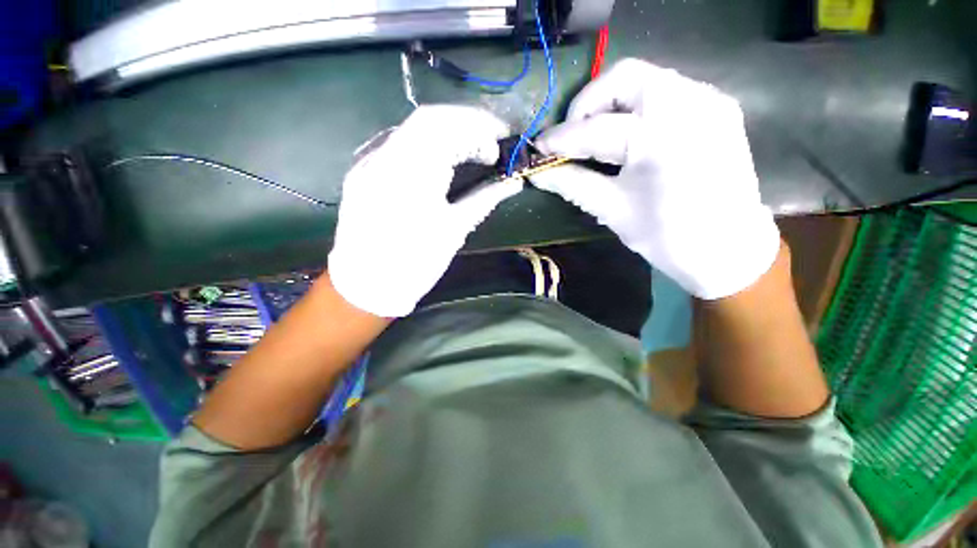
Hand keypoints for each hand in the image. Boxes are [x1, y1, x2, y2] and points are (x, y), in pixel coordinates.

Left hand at [328, 105, 518, 316]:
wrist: (367, 285)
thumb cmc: (415, 264)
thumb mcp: (454, 232)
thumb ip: (484, 200)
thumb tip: (512, 182)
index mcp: (409, 176)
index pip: (444, 126)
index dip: (477, 126)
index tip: (499, 142)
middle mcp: (383, 159)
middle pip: (427, 119)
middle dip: (464, 123)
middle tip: (490, 140)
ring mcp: (368, 163)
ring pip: (411, 129)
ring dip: (446, 133)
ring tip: (470, 149)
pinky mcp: (363, 172)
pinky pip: (398, 145)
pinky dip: (426, 144)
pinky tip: (441, 157)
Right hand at [531, 59, 779, 299]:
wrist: (728, 249)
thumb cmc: (668, 237)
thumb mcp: (612, 210)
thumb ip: (572, 184)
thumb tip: (538, 173)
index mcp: (661, 138)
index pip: (595, 128)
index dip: (561, 138)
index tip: (538, 148)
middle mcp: (689, 104)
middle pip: (623, 77)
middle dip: (587, 105)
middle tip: (572, 136)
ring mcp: (708, 100)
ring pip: (645, 79)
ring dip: (610, 104)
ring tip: (595, 136)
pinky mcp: (716, 107)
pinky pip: (665, 91)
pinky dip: (636, 107)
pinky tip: (627, 135)